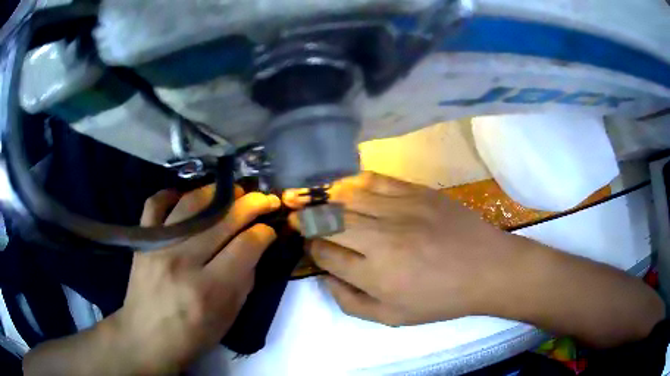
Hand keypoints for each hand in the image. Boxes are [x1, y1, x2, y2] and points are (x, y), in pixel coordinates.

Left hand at [116, 186, 279, 373]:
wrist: (147, 336)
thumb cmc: (192, 335)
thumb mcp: (228, 317)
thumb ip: (244, 280)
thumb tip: (255, 247)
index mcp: (210, 289)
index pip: (245, 246)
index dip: (263, 233)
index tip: (269, 229)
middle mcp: (183, 261)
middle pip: (223, 220)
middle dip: (251, 205)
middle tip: (264, 199)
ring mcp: (159, 246)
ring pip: (192, 203)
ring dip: (218, 193)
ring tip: (233, 193)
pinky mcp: (142, 240)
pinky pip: (156, 203)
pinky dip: (173, 194)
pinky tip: (188, 197)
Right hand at [288, 172, 518, 325]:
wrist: (486, 268)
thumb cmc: (441, 299)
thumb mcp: (393, 318)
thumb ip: (350, 302)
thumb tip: (325, 278)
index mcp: (375, 275)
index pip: (325, 254)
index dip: (312, 249)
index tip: (311, 247)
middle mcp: (382, 238)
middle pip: (329, 220)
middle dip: (308, 219)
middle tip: (299, 218)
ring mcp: (400, 209)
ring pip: (348, 197)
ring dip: (326, 199)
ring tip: (315, 200)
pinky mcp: (416, 191)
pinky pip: (375, 179)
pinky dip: (354, 182)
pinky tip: (346, 187)